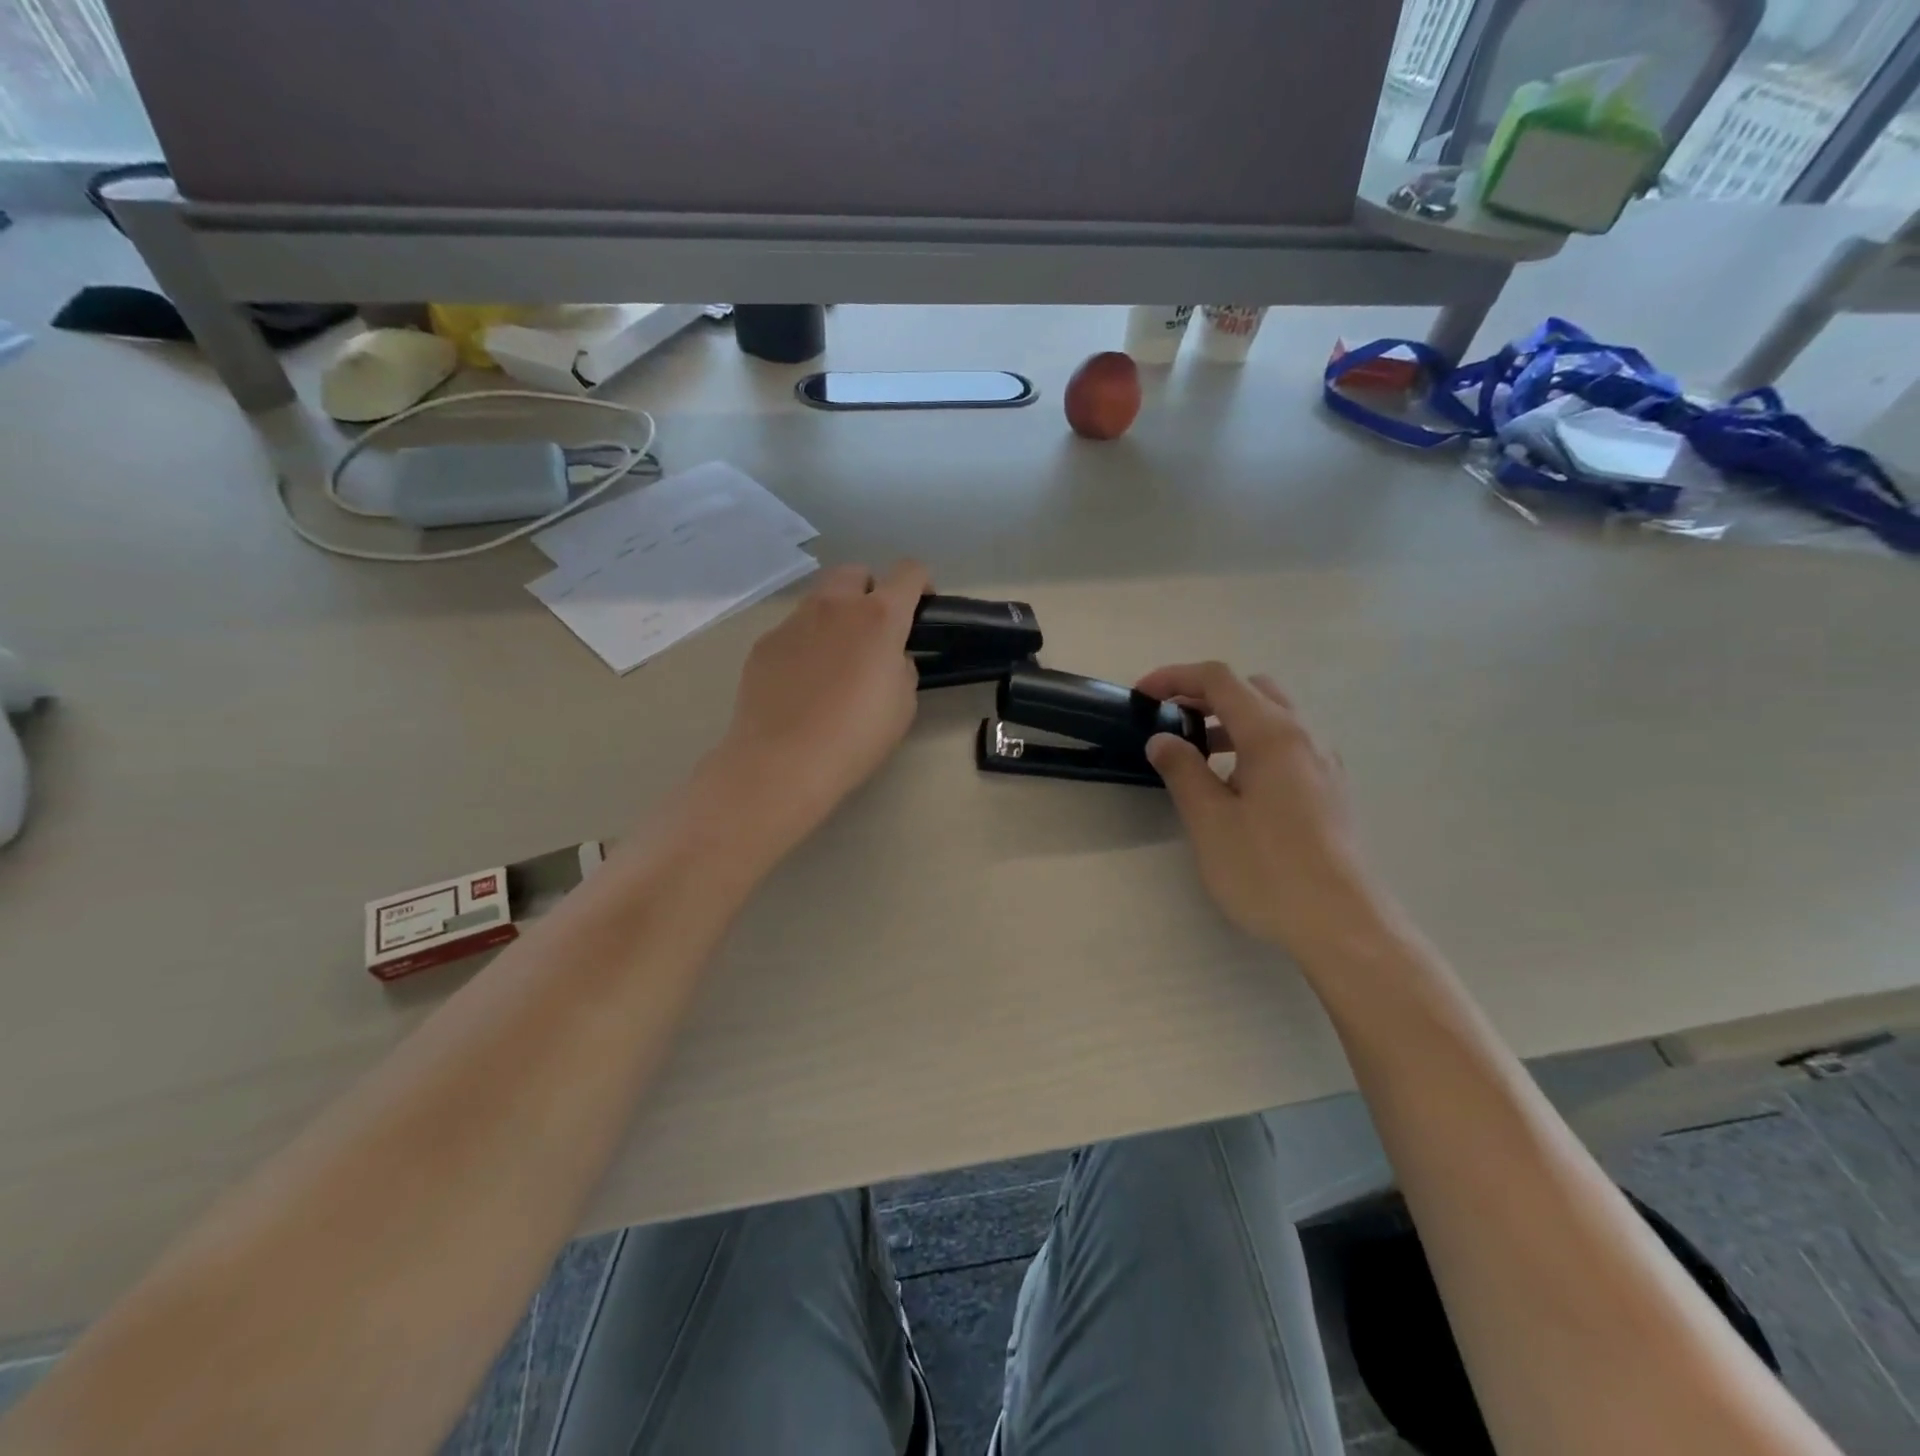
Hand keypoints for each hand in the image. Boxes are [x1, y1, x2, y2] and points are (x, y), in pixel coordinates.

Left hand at [712, 560, 930, 849]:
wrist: (783, 762)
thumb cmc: (856, 736)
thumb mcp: (903, 704)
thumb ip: (902, 666)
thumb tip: (889, 657)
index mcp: (879, 617)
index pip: (909, 572)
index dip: (922, 584)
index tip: (921, 608)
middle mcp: (834, 606)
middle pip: (857, 572)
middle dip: (871, 591)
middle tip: (875, 632)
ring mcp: (793, 622)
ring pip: (820, 599)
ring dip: (836, 616)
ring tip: (836, 660)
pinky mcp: (764, 644)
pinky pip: (793, 631)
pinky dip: (805, 644)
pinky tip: (803, 683)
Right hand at [1137, 661, 1389, 956]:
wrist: (1343, 925)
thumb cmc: (1268, 870)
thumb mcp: (1210, 820)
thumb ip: (1182, 770)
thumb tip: (1162, 739)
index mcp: (1272, 734)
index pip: (1219, 680)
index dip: (1175, 678)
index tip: (1142, 696)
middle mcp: (1304, 737)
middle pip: (1252, 690)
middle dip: (1206, 695)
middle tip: (1171, 722)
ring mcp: (1324, 764)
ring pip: (1274, 718)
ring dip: (1230, 722)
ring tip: (1197, 758)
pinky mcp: (1331, 791)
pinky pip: (1288, 747)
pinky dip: (1254, 746)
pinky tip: (1238, 788)